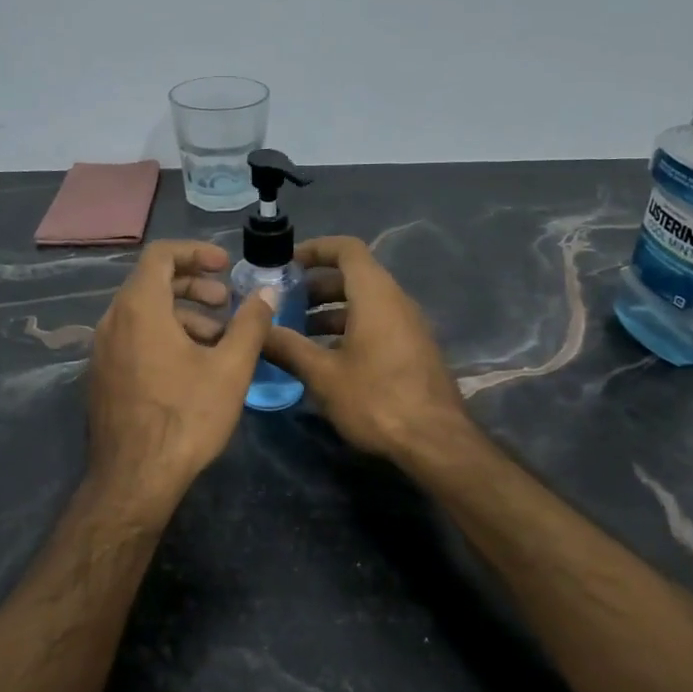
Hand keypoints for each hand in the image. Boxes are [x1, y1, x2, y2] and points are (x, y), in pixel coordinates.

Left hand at [85, 240, 278, 515]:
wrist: (134, 479)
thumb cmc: (186, 417)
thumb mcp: (230, 368)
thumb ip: (250, 323)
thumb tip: (268, 291)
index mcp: (139, 308)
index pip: (161, 255)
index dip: (196, 252)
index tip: (225, 265)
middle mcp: (112, 321)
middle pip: (151, 283)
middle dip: (193, 287)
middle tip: (226, 303)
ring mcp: (102, 351)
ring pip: (143, 314)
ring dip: (182, 315)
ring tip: (218, 340)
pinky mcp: (102, 376)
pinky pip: (133, 338)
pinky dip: (163, 336)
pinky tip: (191, 367)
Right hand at [260, 236, 471, 463]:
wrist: (435, 442)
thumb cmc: (376, 399)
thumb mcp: (323, 375)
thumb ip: (288, 347)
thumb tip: (257, 331)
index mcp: (376, 295)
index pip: (347, 249)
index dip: (316, 249)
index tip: (286, 263)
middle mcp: (396, 302)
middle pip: (354, 276)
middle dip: (316, 285)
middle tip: (284, 303)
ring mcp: (408, 326)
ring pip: (365, 303)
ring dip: (330, 311)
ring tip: (298, 334)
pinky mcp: (412, 350)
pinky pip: (377, 324)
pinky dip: (348, 329)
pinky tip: (326, 358)